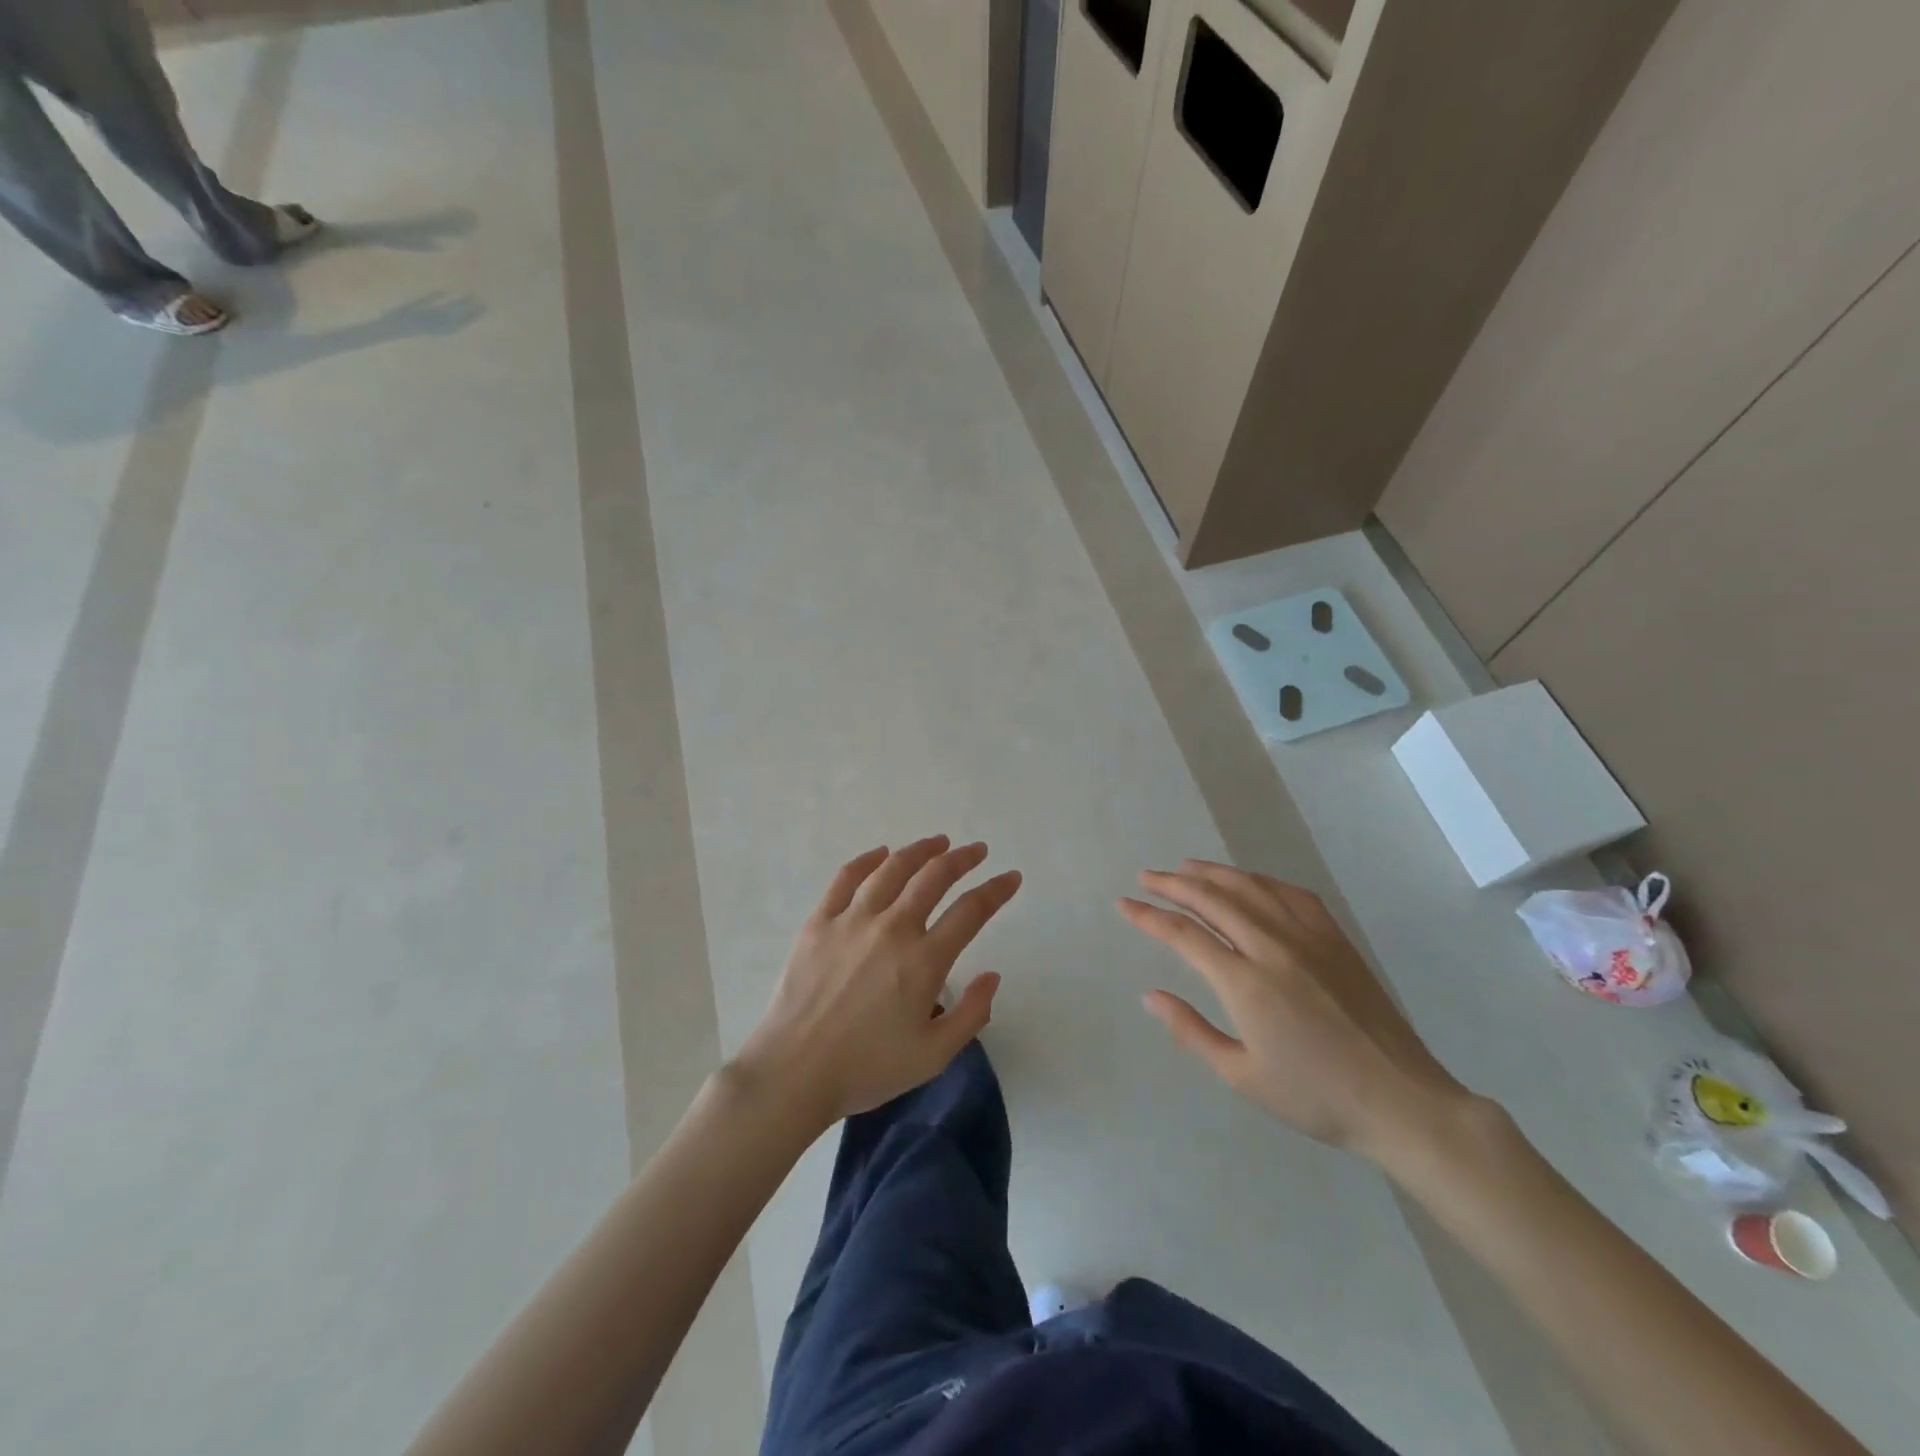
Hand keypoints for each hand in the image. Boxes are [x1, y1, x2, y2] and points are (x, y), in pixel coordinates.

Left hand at [735, 836, 1021, 1126]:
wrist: (793, 1072)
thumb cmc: (867, 1068)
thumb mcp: (933, 1056)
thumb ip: (971, 1015)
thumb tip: (992, 976)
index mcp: (924, 960)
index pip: (971, 911)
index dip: (996, 890)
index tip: (1011, 877)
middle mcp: (892, 928)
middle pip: (934, 877)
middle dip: (962, 858)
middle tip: (977, 850)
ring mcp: (852, 919)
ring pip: (893, 868)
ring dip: (920, 850)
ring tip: (938, 842)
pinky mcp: (819, 921)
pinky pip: (846, 878)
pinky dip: (868, 859)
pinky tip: (881, 853)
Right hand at [1120, 861, 1469, 1162]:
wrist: (1400, 1100)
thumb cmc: (1316, 1096)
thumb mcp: (1242, 1076)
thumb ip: (1191, 1031)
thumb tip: (1151, 995)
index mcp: (1245, 983)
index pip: (1184, 935)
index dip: (1149, 917)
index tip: (1124, 904)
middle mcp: (1272, 947)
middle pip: (1213, 900)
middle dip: (1173, 885)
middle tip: (1147, 878)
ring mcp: (1308, 938)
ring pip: (1251, 888)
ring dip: (1214, 874)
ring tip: (1187, 867)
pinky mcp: (1336, 939)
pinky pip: (1293, 895)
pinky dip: (1263, 880)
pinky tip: (1251, 881)